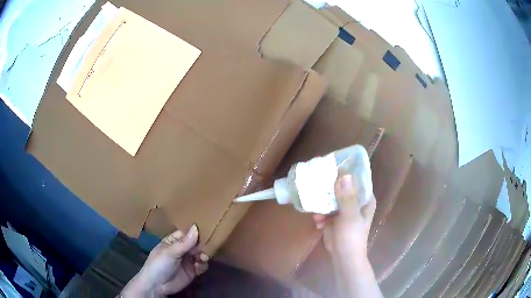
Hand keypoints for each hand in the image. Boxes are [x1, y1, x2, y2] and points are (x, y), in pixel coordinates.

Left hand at [122, 225, 208, 296]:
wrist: (157, 286)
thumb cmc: (159, 264)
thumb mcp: (170, 252)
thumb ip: (184, 242)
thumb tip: (196, 227)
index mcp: (172, 242)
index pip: (186, 233)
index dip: (195, 231)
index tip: (206, 228)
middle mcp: (181, 250)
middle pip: (195, 244)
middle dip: (202, 245)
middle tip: (207, 247)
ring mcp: (187, 261)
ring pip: (200, 254)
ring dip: (204, 255)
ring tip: (203, 258)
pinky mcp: (192, 271)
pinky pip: (202, 266)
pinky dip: (203, 265)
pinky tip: (199, 266)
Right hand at [313, 174, 375, 256]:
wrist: (343, 257)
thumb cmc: (351, 237)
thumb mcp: (350, 216)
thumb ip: (347, 197)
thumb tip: (344, 175)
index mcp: (365, 199)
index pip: (357, 180)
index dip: (346, 172)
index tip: (332, 166)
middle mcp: (356, 202)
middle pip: (342, 188)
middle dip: (330, 187)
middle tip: (317, 182)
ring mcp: (344, 211)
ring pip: (332, 199)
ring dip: (323, 204)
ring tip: (317, 211)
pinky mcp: (335, 219)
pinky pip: (326, 211)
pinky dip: (321, 216)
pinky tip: (317, 222)